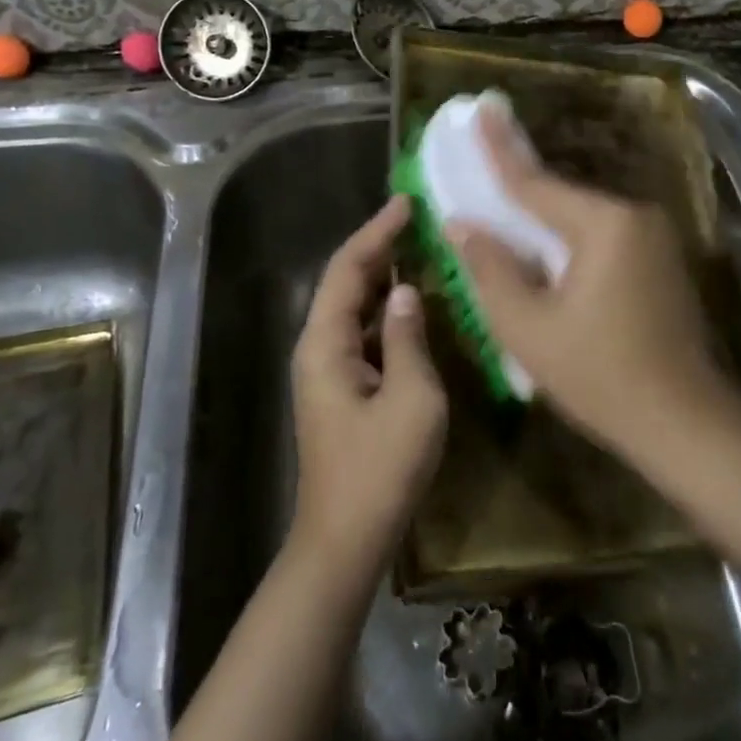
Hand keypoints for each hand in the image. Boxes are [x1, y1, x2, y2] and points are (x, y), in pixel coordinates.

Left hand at [290, 195, 447, 575]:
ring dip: (385, 276)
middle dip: (380, 246)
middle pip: (347, 282)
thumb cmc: (380, 469)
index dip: (377, 231)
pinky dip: (389, 310)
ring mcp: (328, 369)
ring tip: (422, 248)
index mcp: (325, 342)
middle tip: (419, 218)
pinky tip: (417, 304)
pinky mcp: (343, 388)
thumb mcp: (412, 398)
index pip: (349, 268)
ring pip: (355, 307)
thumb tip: (410, 290)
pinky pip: (365, 332)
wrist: (346, 539)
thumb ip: (410, 337)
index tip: (406, 201)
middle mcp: (318, 347)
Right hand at [450, 108, 728, 459]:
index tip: (480, 108)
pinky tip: (544, 256)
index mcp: (604, 225)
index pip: (535, 182)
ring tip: (502, 216)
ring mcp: (655, 239)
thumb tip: (462, 224)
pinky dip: (568, 241)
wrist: (686, 425)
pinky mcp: (662, 261)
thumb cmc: (600, 377)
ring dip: (542, 221)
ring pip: (581, 219)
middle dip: (519, 190)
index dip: (499, 147)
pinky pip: (602, 237)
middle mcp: (635, 217)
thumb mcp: (528, 328)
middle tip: (480, 168)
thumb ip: (490, 268)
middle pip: (561, 198)